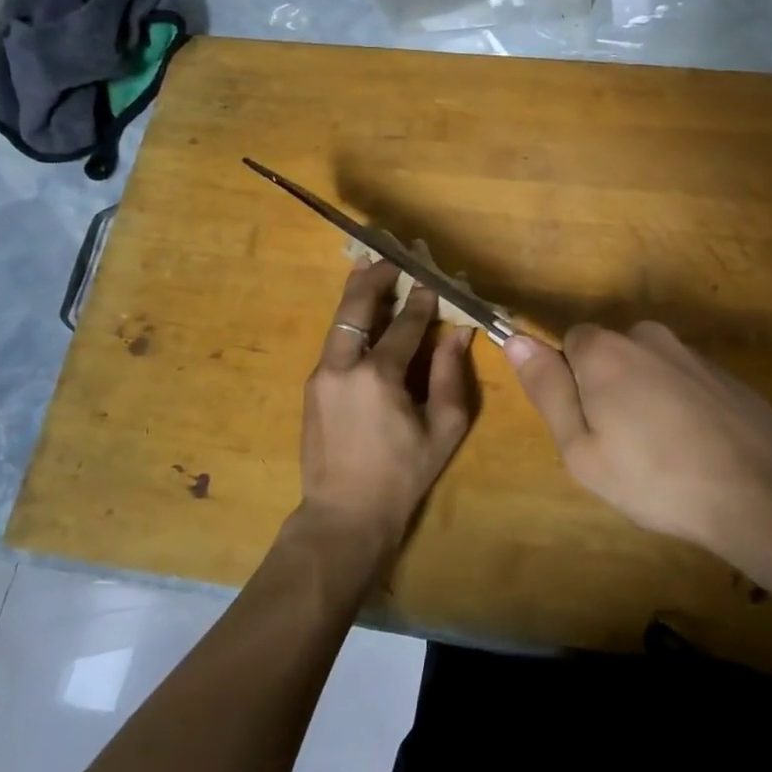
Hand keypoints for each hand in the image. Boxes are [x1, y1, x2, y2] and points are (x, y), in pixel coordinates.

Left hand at [298, 259, 475, 556]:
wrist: (343, 515)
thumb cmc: (402, 475)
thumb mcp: (442, 429)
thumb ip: (450, 375)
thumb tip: (458, 332)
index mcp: (379, 376)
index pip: (405, 323)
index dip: (422, 299)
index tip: (432, 278)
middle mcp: (344, 366)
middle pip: (357, 307)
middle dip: (377, 277)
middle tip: (392, 256)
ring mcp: (322, 375)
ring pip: (339, 320)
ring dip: (356, 293)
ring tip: (368, 266)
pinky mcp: (312, 387)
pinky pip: (334, 342)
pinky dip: (349, 320)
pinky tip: (360, 314)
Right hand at [504, 322, 771, 555]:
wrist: (764, 490)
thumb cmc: (656, 477)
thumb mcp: (582, 448)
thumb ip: (547, 389)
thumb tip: (515, 339)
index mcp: (605, 350)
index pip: (569, 343)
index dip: (570, 384)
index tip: (586, 427)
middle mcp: (646, 337)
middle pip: (609, 354)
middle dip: (606, 391)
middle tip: (620, 449)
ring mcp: (689, 353)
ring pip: (646, 370)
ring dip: (644, 402)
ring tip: (661, 458)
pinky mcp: (722, 374)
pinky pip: (680, 383)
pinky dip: (678, 409)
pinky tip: (694, 451)